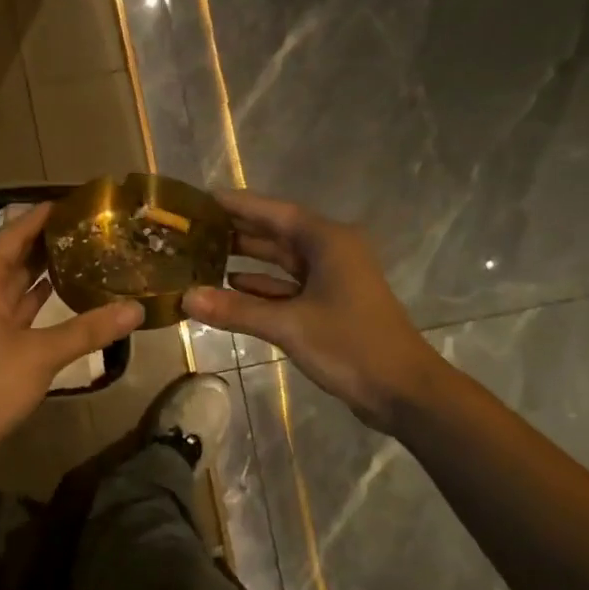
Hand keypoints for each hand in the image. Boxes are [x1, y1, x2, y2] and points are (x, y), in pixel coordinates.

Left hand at [0, 203, 141, 451]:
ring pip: (18, 289)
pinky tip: (69, 302)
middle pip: (16, 258)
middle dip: (50, 245)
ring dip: (47, 276)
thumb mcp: (41, 352)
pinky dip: (42, 308)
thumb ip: (88, 329)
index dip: (42, 217)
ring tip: (88, 259)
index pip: (14, 234)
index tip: (75, 201)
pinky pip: (20, 316)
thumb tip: (136, 310)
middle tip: (93, 231)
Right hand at [183, 191, 442, 429]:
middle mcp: (331, 252)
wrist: (402, 389)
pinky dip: (263, 286)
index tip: (202, 200)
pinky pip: (289, 286)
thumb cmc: (349, 345)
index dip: (238, 205)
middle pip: (278, 233)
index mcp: (328, 242)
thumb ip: (236, 309)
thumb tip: (186, 297)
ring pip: (283, 261)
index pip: (274, 212)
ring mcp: (333, 279)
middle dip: (238, 231)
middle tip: (194, 229)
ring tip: (203, 255)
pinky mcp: (330, 305)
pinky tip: (231, 286)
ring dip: (248, 259)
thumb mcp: (288, 325)